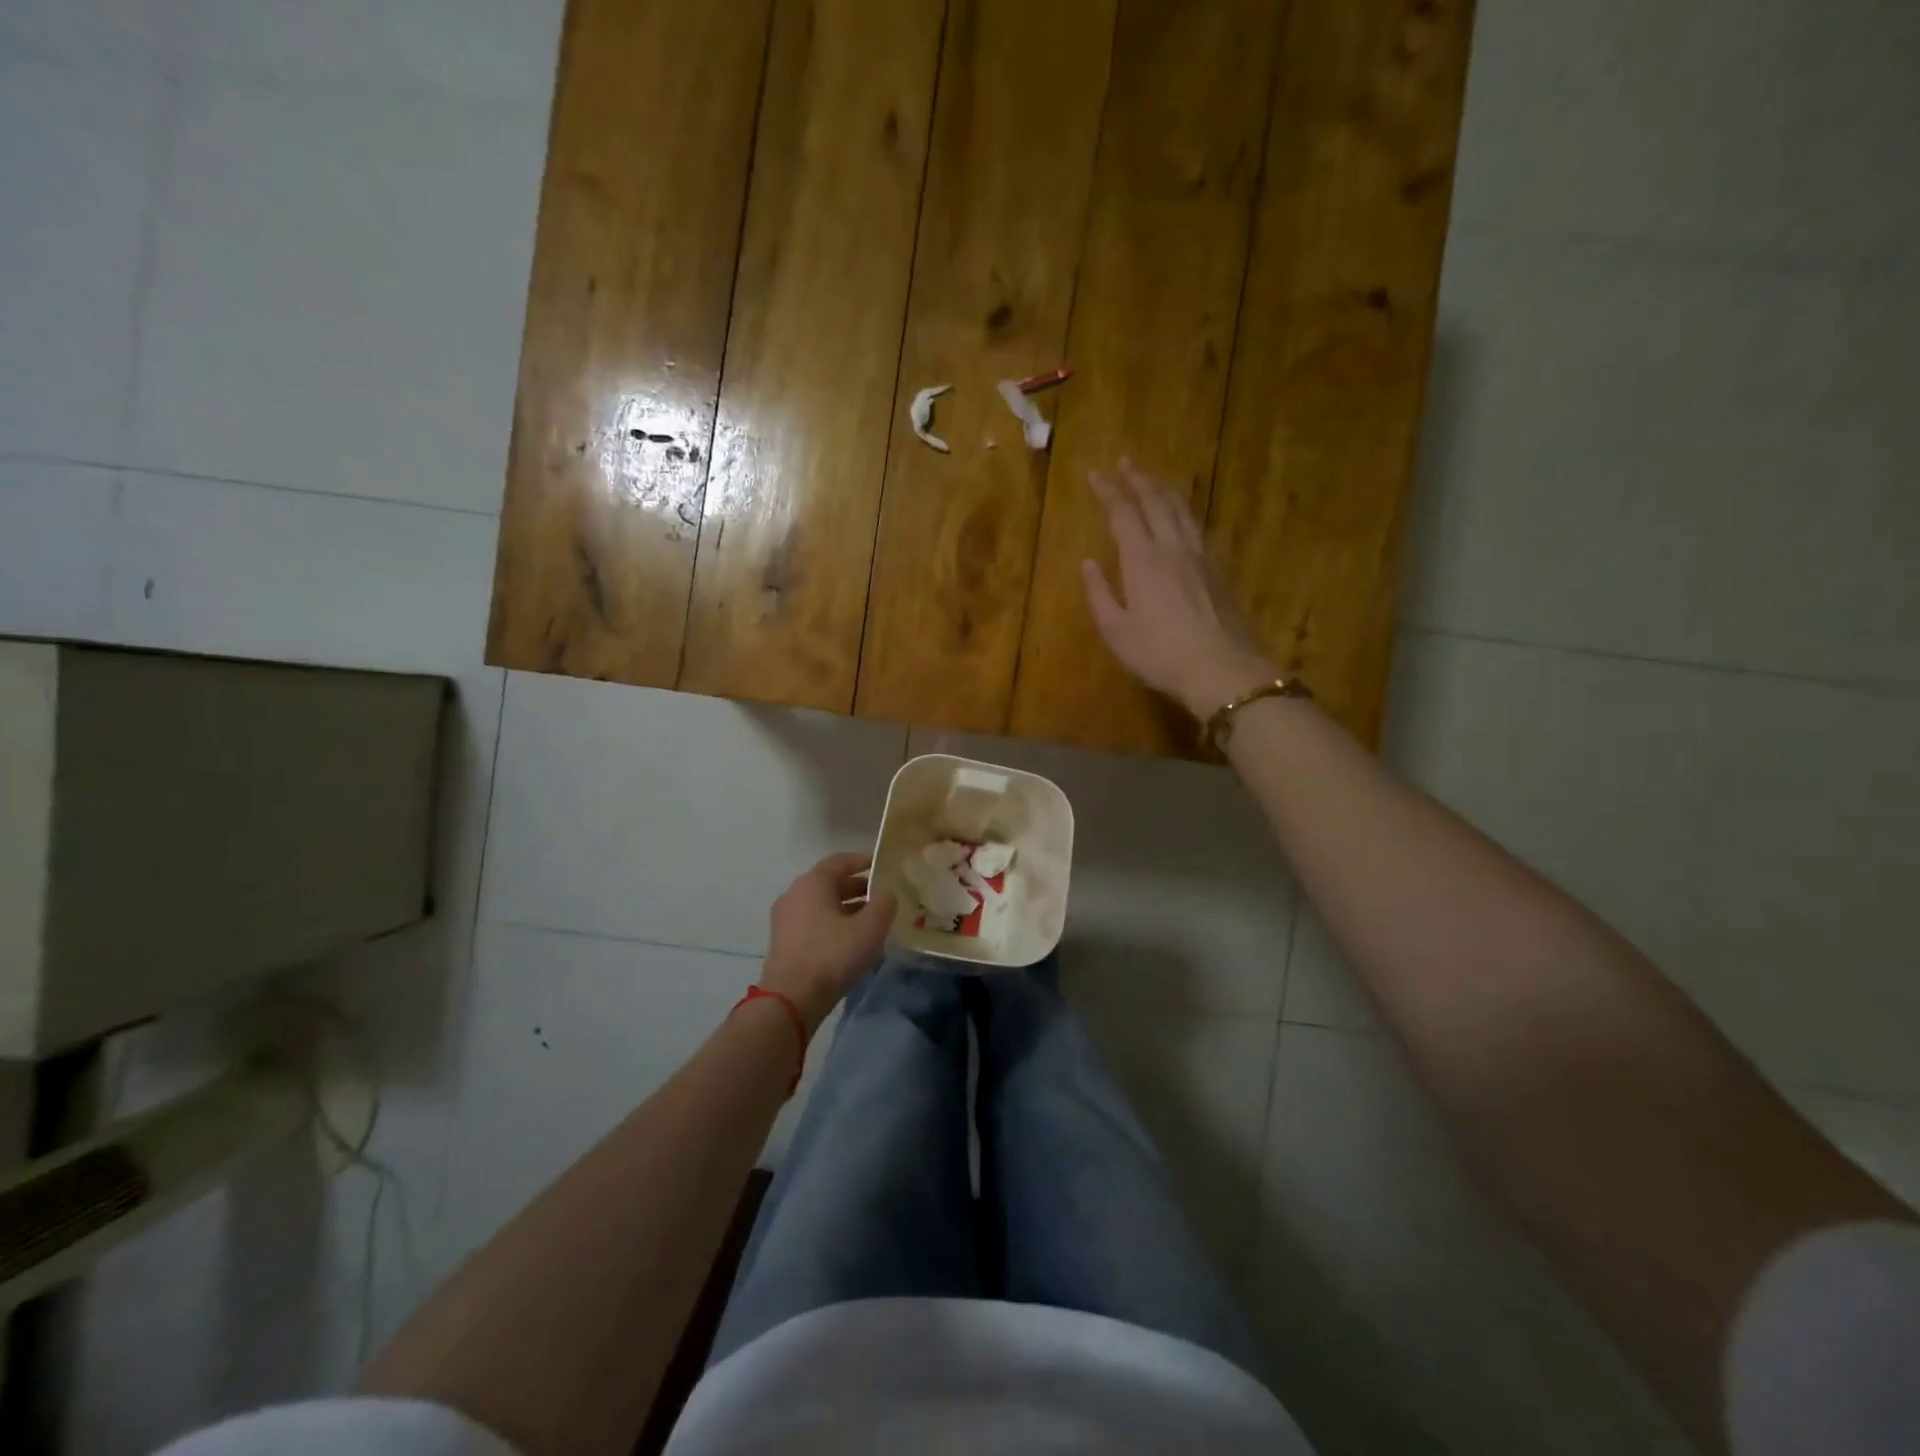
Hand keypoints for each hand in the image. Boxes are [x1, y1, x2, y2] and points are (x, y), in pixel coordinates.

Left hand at [761, 852, 895, 1031]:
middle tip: (881, 896)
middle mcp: (795, 894)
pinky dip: (833, 923)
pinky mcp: (783, 941)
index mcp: (813, 882)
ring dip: (846, 908)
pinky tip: (850, 941)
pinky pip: (813, 922)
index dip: (863, 860)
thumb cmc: (832, 955)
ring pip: (822, 904)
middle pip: (830, 883)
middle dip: (857, 888)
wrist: (791, 999)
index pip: (840, 861)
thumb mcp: (870, 928)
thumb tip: (886, 894)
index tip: (881, 864)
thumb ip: (884, 904)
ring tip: (870, 921)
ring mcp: (785, 918)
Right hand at [1080, 460, 1277, 719]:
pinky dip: (1185, 513)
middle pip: (1156, 502)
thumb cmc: (1159, 653)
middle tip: (1126, 462)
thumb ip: (1100, 593)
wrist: (1220, 669)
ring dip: (1165, 490)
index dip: (1108, 491)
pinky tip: (1184, 518)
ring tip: (1155, 480)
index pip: (1123, 513)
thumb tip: (1088, 563)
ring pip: (1182, 511)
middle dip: (1139, 479)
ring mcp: (1201, 557)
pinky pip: (1198, 528)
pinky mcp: (1219, 571)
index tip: (1095, 474)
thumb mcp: (1116, 630)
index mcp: (1142, 559)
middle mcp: (1172, 547)